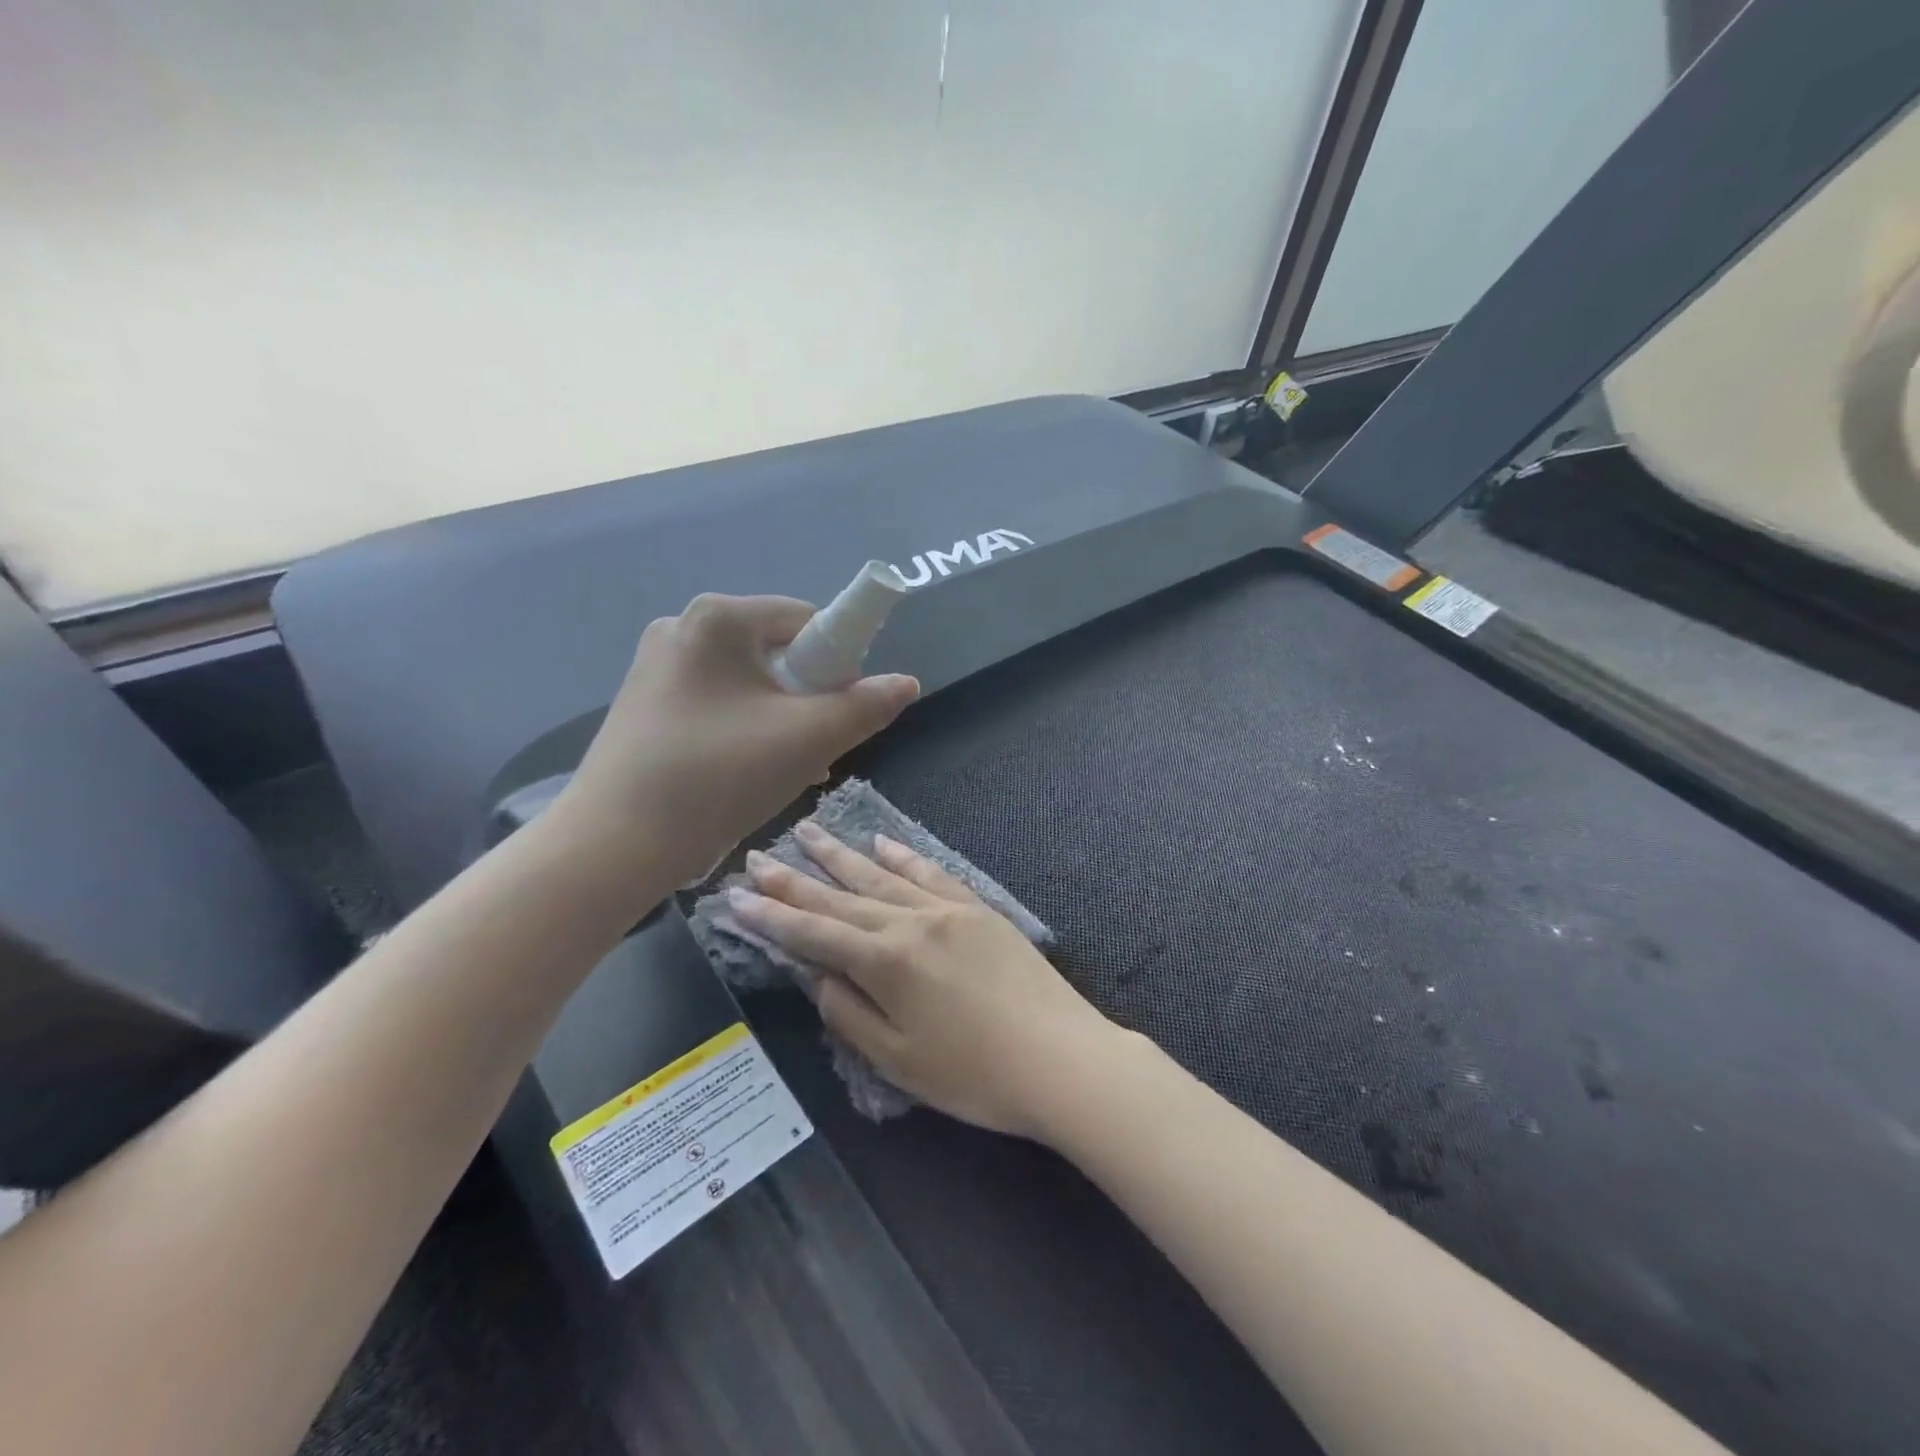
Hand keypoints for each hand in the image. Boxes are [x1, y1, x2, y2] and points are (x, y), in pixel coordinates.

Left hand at [556, 595, 917, 887]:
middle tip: (815, 747)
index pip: (807, 620)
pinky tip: (748, 771)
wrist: (614, 843)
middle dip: (807, 697)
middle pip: (777, 651)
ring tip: (786, 768)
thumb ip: (866, 706)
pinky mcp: (645, 702)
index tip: (840, 712)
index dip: (838, 663)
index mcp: (718, 618)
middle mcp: (681, 627)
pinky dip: (744, 727)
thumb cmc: (718, 777)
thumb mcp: (808, 740)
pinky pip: (717, 701)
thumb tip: (907, 682)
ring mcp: (657, 664)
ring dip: (780, 717)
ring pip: (748, 681)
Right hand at [728, 825, 1124, 1138]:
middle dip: (795, 879)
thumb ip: (850, 1013)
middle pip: (841, 896)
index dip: (772, 917)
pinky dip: (902, 856)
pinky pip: (930, 872)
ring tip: (808, 832)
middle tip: (758, 857)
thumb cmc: (975, 1075)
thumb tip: (818, 975)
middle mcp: (911, 922)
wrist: (1062, 1058)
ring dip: (841, 855)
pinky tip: (882, 842)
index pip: (813, 933)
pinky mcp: (978, 908)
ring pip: (882, 874)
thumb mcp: (898, 1060)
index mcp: (886, 962)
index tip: (737, 897)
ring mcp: (948, 909)